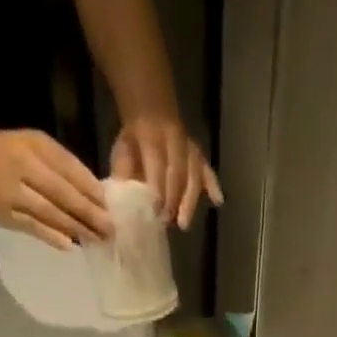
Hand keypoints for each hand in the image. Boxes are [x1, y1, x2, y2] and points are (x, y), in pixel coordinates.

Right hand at [0, 128, 112, 248]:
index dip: (88, 188)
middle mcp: (21, 170)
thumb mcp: (36, 144)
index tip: (108, 205)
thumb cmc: (10, 151)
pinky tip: (68, 245)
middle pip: (60, 194)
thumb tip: (95, 192)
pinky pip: (30, 227)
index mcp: (32, 149)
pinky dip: (50, 236)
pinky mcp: (1, 215)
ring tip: (95, 239)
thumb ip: (63, 164)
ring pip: (47, 213)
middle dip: (87, 213)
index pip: (66, 170)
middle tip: (110, 229)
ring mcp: (10, 195)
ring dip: (74, 228)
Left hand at [111, 115, 222, 229]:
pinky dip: (213, 184)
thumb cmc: (133, 142)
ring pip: (194, 172)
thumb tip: (119, 200)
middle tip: (169, 222)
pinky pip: (207, 169)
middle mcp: (174, 139)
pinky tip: (217, 201)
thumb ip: (122, 174)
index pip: (157, 163)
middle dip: (174, 198)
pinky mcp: (198, 155)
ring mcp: (188, 147)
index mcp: (151, 136)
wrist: (149, 113)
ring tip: (184, 223)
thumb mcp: (121, 153)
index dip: (158, 188)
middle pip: (179, 171)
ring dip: (190, 199)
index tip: (155, 212)